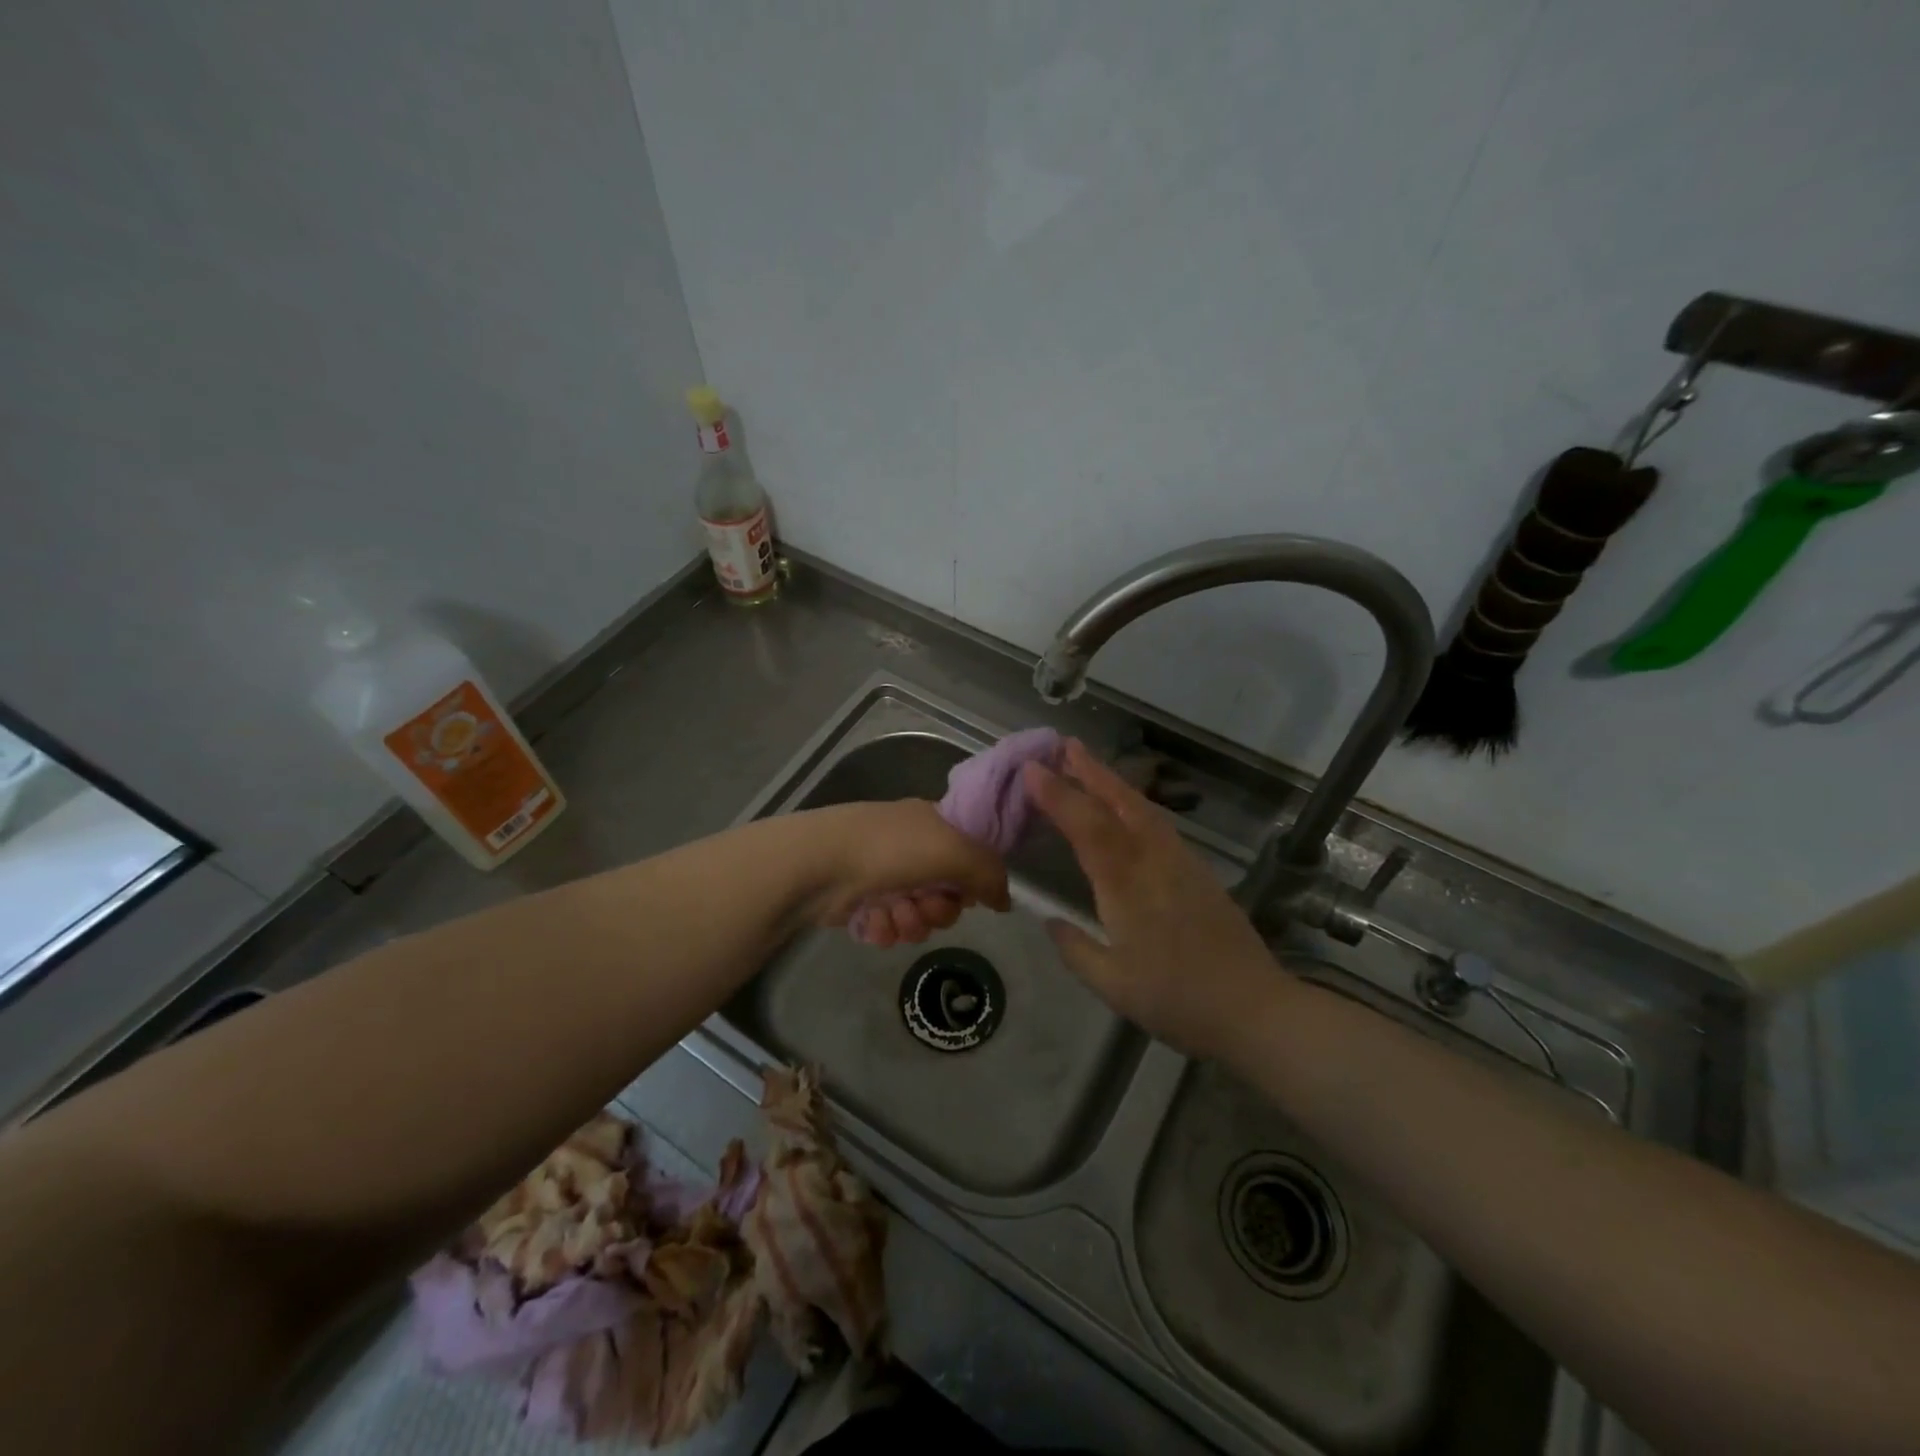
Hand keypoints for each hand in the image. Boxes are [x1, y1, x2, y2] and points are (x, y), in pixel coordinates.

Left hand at [800, 800, 1009, 945]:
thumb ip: (989, 874)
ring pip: (919, 917)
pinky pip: (891, 929)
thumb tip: (1004, 901)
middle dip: (939, 909)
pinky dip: (884, 929)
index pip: (970, 858)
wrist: (819, 864)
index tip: (965, 892)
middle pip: (947, 897)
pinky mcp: (862, 904)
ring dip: (911, 922)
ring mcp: (885, 878)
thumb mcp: (954, 850)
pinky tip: (872, 920)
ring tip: (892, 912)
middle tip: (923, 904)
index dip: (971, 881)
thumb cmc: (891, 848)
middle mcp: (912, 850)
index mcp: (934, 825)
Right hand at [1023, 740, 1292, 1058]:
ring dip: (1113, 782)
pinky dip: (1135, 803)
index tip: (1032, 768)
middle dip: (1090, 771)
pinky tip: (1128, 808)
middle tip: (1065, 745)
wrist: (1254, 1008)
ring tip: (1090, 765)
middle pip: (1119, 802)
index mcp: (1126, 883)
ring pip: (1143, 808)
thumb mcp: (1113, 985)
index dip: (1058, 795)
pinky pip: (1158, 823)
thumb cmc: (1177, 999)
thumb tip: (1050, 921)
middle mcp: (1153, 860)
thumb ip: (1075, 949)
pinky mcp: (1198, 871)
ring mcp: (1180, 861)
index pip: (1086, 826)